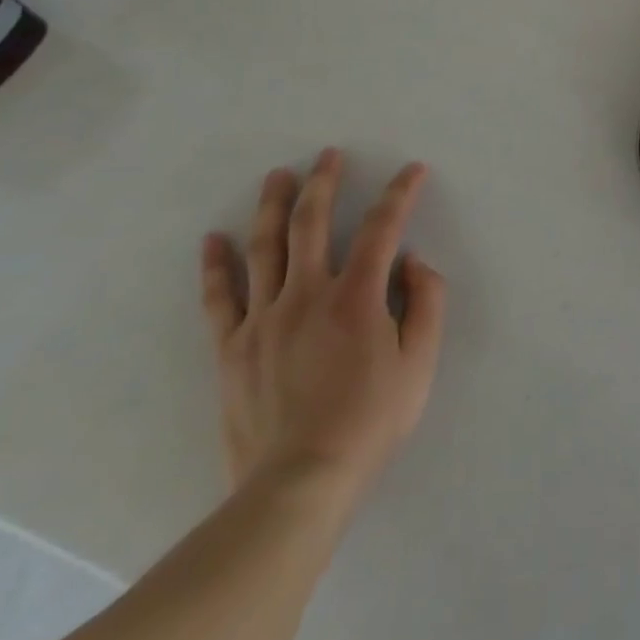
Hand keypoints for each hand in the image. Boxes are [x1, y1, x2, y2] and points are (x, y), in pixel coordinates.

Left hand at [200, 149, 446, 505]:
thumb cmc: (369, 421)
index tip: (411, 171)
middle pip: (312, 223)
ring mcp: (263, 320)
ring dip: (273, 206)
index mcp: (357, 297)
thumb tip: (413, 262)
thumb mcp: (419, 363)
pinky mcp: (232, 348)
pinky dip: (216, 265)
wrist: (298, 485)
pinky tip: (213, 239)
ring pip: (265, 248)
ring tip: (277, 176)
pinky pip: (219, 298)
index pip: (381, 228)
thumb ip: (426, 304)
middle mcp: (307, 295)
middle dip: (323, 182)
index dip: (399, 193)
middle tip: (328, 154)